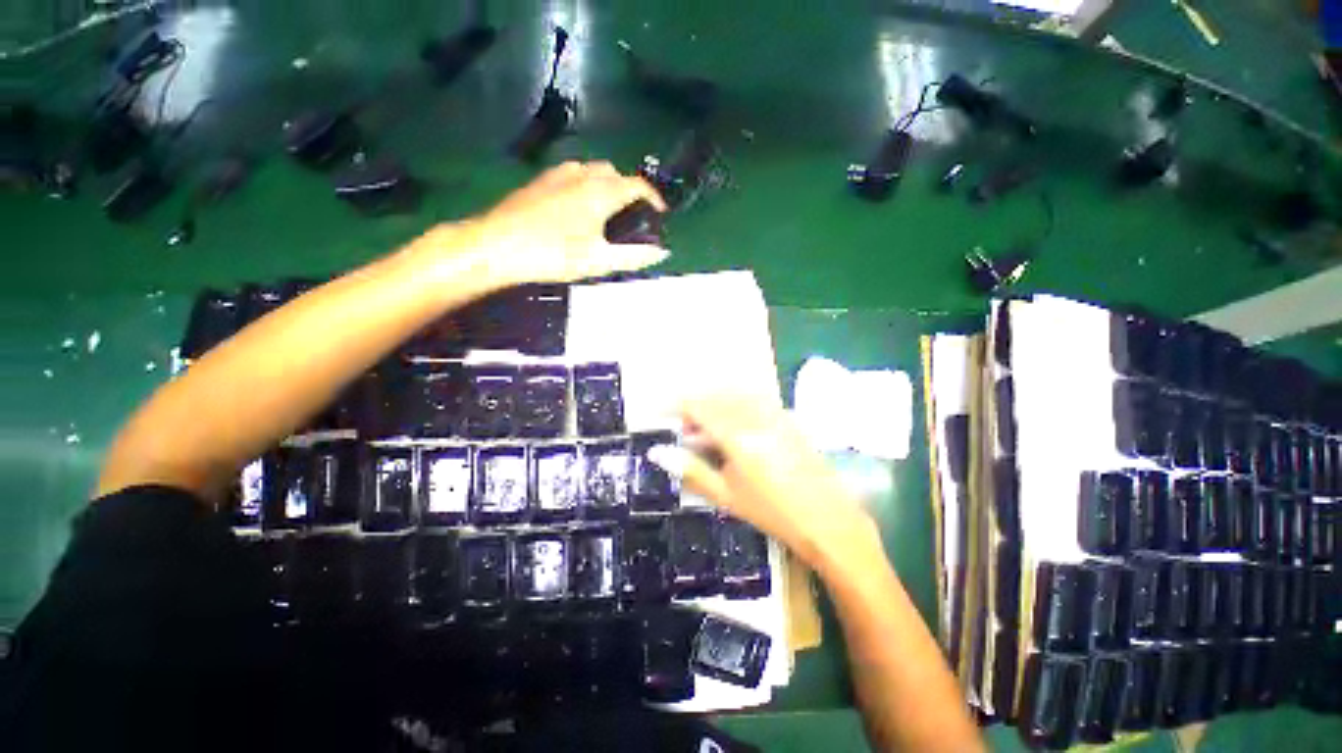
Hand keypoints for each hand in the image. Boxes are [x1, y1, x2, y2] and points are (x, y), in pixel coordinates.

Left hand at [470, 161, 668, 284]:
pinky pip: (574, 174)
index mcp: (601, 191)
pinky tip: (579, 207)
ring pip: (594, 171)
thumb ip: (633, 256)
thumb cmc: (553, 254)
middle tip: (633, 218)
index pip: (638, 186)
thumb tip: (661, 253)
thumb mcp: (598, 261)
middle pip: (616, 174)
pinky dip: (587, 185)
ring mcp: (559, 174)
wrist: (496, 245)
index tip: (661, 215)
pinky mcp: (541, 180)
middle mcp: (583, 174)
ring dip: (608, 186)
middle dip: (630, 191)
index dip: (654, 200)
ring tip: (608, 212)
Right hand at [648, 395, 882, 573]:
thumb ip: (691, 469)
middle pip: (715, 395)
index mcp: (737, 436)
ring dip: (714, 403)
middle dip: (693, 406)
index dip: (674, 405)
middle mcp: (755, 416)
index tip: (659, 413)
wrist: (828, 520)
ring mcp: (775, 413)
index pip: (697, 406)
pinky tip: (734, 426)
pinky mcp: (788, 416)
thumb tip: (657, 452)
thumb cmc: (772, 512)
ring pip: (734, 394)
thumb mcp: (726, 495)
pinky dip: (735, 405)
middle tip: (684, 430)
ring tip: (706, 429)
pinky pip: (754, 399)